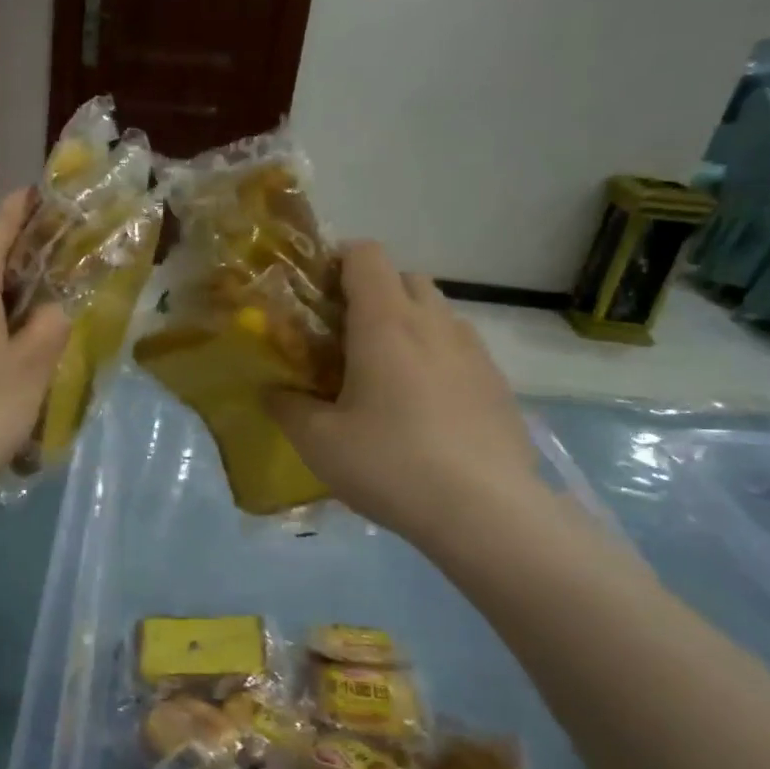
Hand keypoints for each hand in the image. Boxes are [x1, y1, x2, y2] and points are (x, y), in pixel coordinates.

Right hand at [268, 243, 540, 542]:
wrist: (485, 512)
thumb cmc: (389, 464)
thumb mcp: (318, 441)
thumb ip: (286, 407)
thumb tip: (271, 391)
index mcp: (385, 324)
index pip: (367, 256)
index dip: (338, 260)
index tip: (317, 293)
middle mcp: (434, 324)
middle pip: (405, 277)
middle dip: (373, 292)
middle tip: (346, 337)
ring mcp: (474, 352)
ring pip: (437, 312)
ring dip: (408, 324)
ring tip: (385, 373)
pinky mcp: (498, 384)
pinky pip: (460, 349)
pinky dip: (436, 357)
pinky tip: (424, 407)